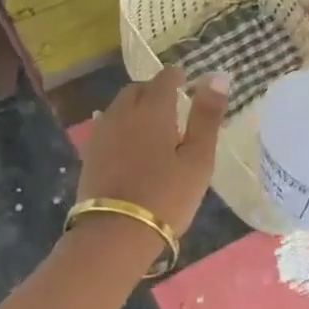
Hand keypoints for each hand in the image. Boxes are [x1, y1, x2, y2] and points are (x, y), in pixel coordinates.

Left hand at [76, 67, 229, 235]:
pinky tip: (129, 144)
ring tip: (153, 129)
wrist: (114, 233)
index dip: (177, 77)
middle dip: (154, 91)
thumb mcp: (198, 159)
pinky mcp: (90, 152)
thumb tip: (218, 76)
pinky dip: (122, 127)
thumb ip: (207, 116)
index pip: (164, 77)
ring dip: (136, 108)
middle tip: (173, 108)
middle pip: (138, 89)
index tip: (187, 83)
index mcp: (152, 108)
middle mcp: (123, 111)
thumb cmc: (166, 195)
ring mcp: (102, 131)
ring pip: (120, 106)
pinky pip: (108, 126)